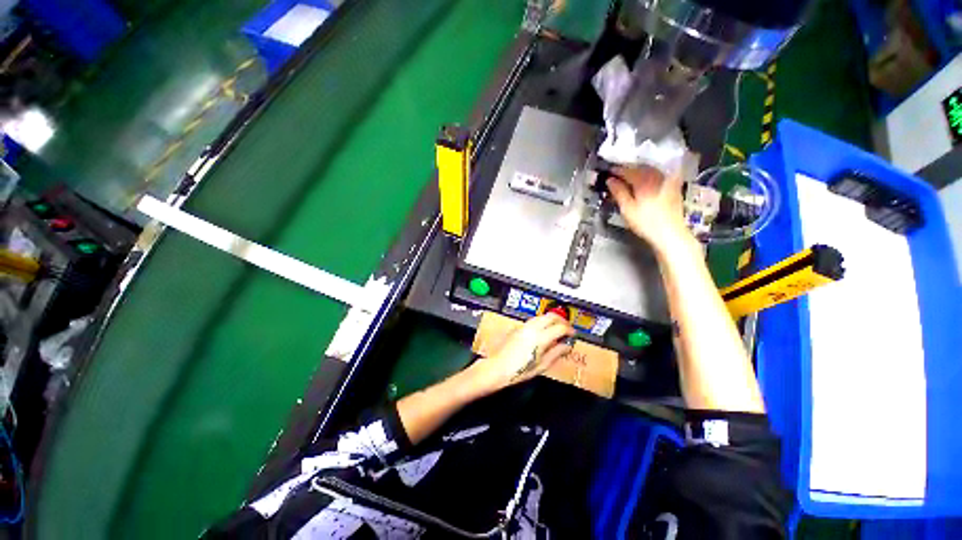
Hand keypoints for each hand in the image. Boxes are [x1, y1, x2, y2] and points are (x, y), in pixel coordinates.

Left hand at [471, 314, 574, 391]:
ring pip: (541, 316)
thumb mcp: (541, 365)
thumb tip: (566, 346)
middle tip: (567, 328)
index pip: (560, 327)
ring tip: (556, 330)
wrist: (497, 367)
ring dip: (551, 320)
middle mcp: (532, 328)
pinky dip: (542, 323)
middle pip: (551, 316)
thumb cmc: (519, 371)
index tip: (573, 334)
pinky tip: (543, 332)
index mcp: (540, 338)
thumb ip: (556, 353)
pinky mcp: (517, 328)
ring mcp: (523, 326)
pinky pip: (533, 321)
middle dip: (561, 320)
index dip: (569, 330)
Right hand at [606, 163, 691, 249]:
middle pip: (641, 168)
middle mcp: (657, 178)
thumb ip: (619, 192)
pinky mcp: (673, 187)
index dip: (618, 170)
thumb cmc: (645, 223)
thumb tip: (610, 180)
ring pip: (651, 170)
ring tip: (630, 176)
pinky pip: (660, 175)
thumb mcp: (627, 209)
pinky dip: (651, 175)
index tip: (609, 171)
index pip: (628, 171)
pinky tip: (647, 180)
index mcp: (644, 182)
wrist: (670, 233)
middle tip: (618, 173)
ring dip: (640, 171)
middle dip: (629, 169)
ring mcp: (667, 182)